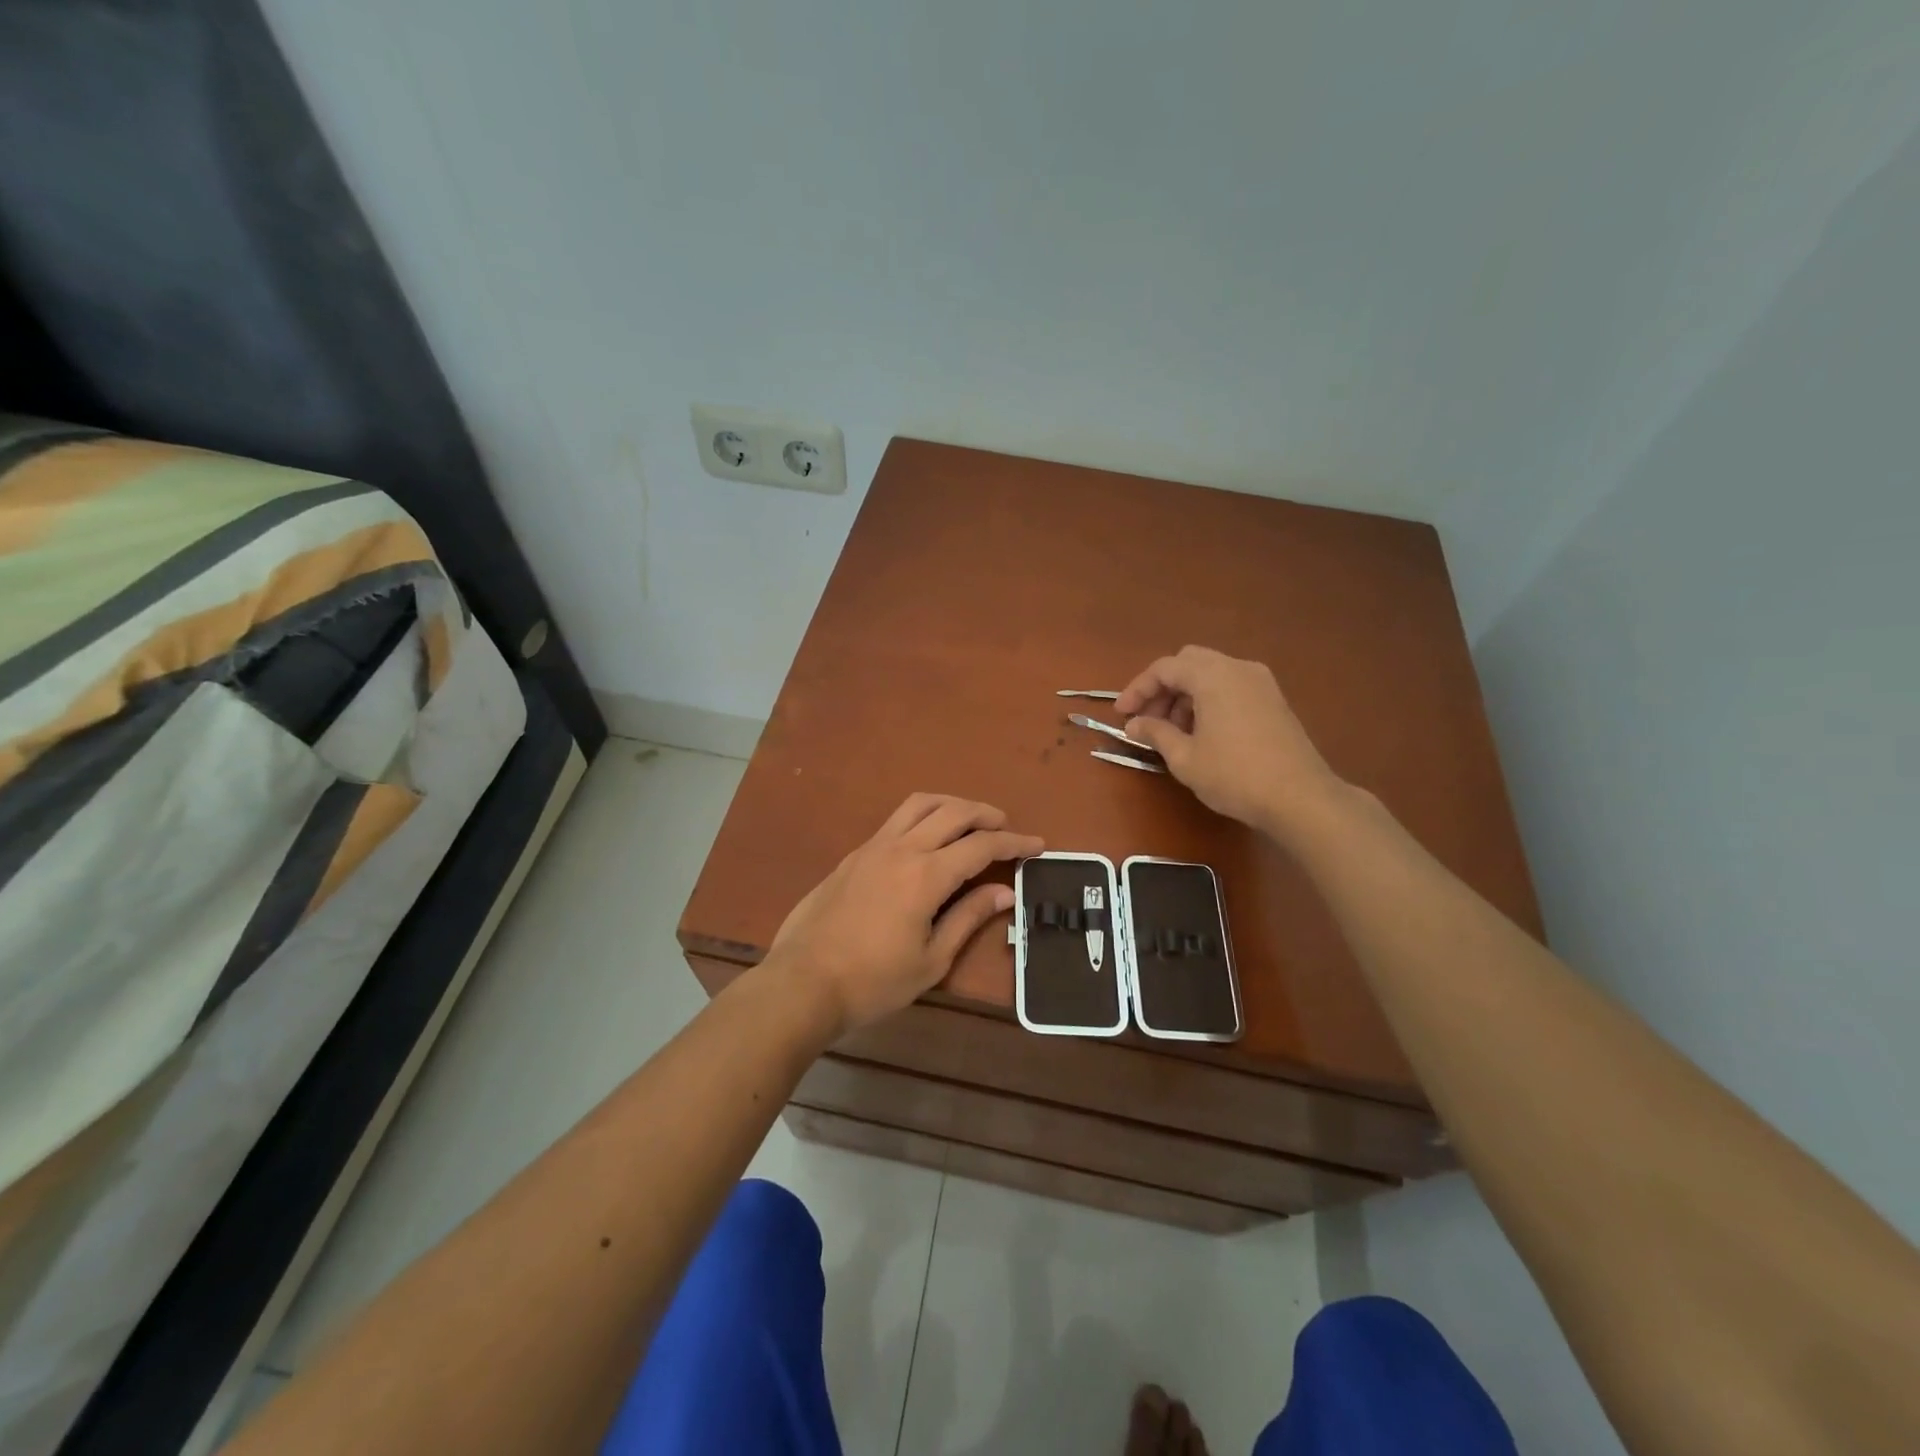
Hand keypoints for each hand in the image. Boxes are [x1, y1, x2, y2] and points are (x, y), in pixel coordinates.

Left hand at [768, 794, 1042, 1035]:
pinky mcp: (854, 854)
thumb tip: (1004, 892)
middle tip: (1007, 827)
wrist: (803, 982)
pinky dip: (923, 815)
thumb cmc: (873, 981)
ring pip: (920, 804)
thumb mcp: (931, 960)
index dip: (1014, 842)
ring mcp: (873, 846)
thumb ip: (968, 918)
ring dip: (952, 804)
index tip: (1037, 845)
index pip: (981, 846)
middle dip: (986, 814)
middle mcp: (902, 848)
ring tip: (970, 820)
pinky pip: (897, 819)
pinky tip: (928, 837)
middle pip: (953, 812)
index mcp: (926, 875)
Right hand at [1115, 645, 1343, 837]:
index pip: (1164, 668)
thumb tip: (1134, 725)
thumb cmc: (1235, 776)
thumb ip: (1156, 733)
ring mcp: (1261, 682)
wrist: (1301, 798)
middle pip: (1188, 663)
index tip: (1122, 715)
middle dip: (1163, 689)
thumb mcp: (1185, 758)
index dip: (1138, 689)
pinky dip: (1209, 700)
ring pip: (1211, 674)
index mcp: (1213, 676)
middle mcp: (1238, 668)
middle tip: (1148, 720)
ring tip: (1173, 732)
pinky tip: (1202, 733)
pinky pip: (1231, 686)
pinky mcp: (1273, 699)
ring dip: (1185, 695)